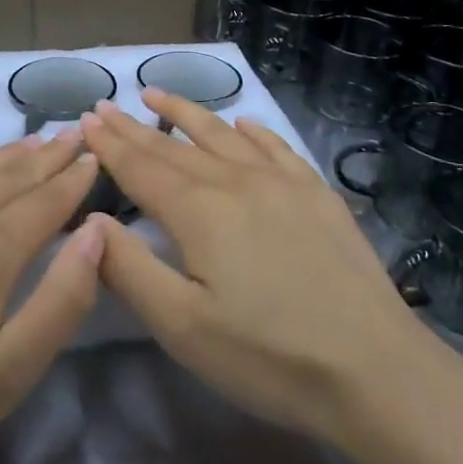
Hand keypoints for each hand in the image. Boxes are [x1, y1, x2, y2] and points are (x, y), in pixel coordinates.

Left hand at [0, 132, 103, 463]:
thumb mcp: (9, 373)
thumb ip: (63, 297)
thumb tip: (97, 230)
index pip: (47, 201)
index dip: (75, 179)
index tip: (95, 157)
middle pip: (12, 175)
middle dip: (48, 156)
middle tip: (73, 134)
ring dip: (7, 153)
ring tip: (35, 138)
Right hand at [81, 90, 432, 454]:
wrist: (375, 369)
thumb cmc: (268, 356)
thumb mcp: (182, 327)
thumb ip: (130, 269)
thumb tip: (93, 220)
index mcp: (199, 211)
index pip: (142, 167)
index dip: (111, 144)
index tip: (87, 118)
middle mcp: (236, 181)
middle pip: (175, 147)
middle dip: (136, 126)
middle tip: (107, 104)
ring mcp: (282, 183)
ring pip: (222, 135)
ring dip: (187, 113)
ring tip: (158, 94)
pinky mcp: (318, 195)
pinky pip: (276, 148)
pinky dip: (252, 131)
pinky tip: (243, 123)